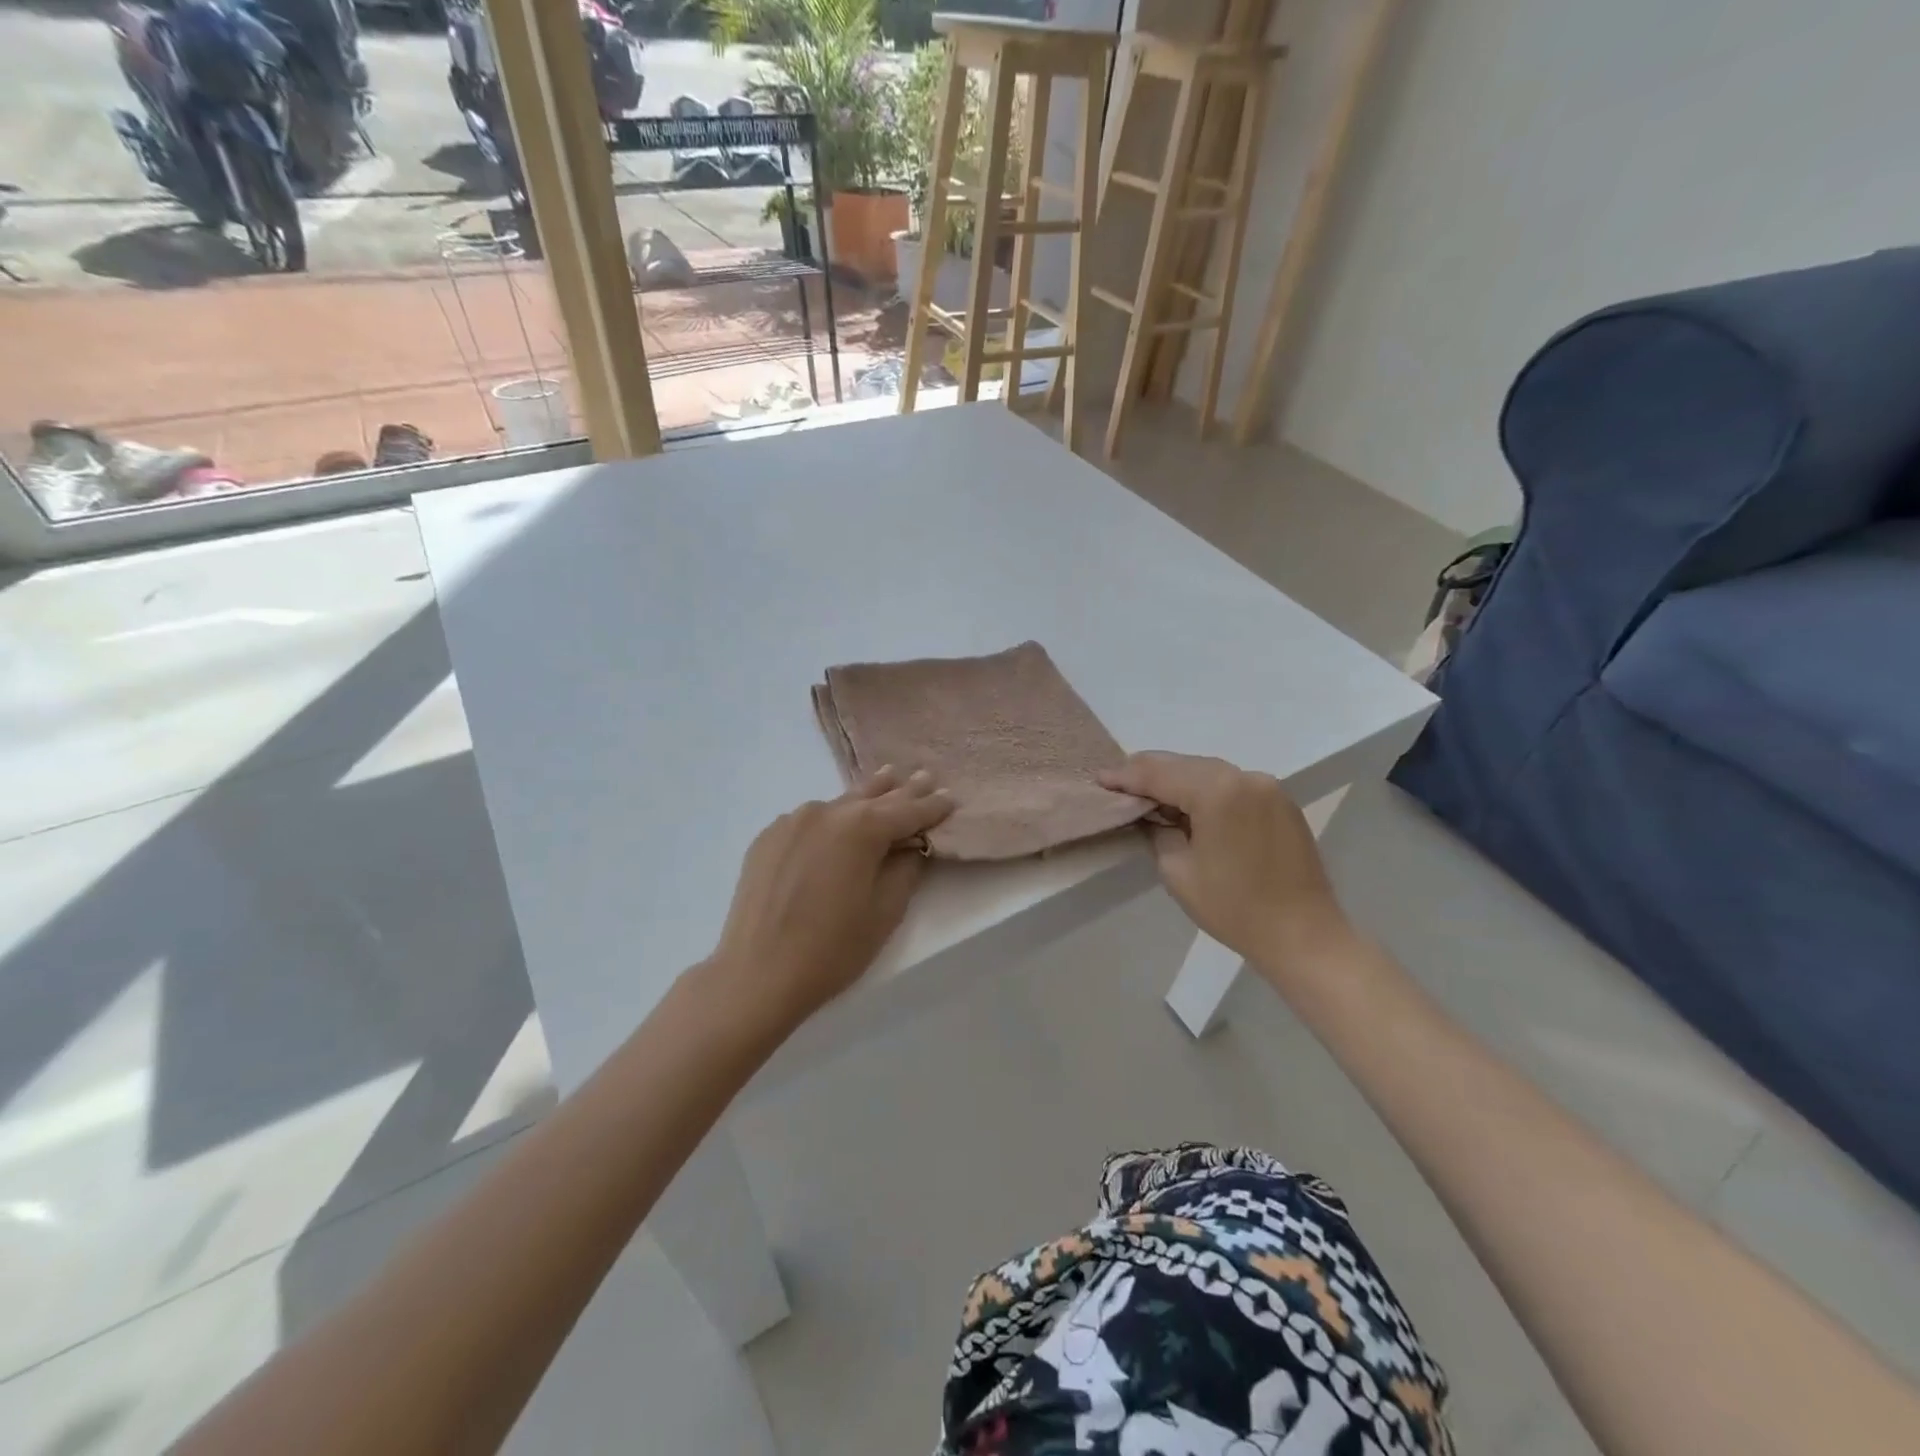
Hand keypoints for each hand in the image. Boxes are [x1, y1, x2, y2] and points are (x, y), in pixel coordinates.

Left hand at [708, 767, 953, 1032]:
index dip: (931, 806)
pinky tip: (836, 823)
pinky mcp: (768, 837)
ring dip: (865, 797)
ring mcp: (792, 821)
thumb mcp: (885, 912)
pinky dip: (830, 819)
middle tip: (924, 776)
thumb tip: (909, 846)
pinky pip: (809, 820)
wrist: (757, 974)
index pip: (907, 811)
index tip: (950, 796)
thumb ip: (905, 869)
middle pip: (873, 797)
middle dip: (901, 790)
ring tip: (886, 779)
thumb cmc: (832, 948)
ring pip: (839, 804)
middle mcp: (826, 812)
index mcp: (861, 828)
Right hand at [1098, 752, 1351, 971]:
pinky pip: (1232, 785)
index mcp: (1217, 791)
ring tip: (1149, 795)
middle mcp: (1244, 777)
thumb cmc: (1234, 908)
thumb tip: (1152, 815)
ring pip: (1209, 771)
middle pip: (1184, 764)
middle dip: (1150, 773)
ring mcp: (1268, 787)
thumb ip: (1158, 831)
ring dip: (1178, 780)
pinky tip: (1190, 807)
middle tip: (1119, 784)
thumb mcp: (1178, 871)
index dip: (1126, 776)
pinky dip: (1206, 789)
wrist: (1304, 936)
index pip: (1159, 773)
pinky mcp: (1281, 802)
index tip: (1100, 779)